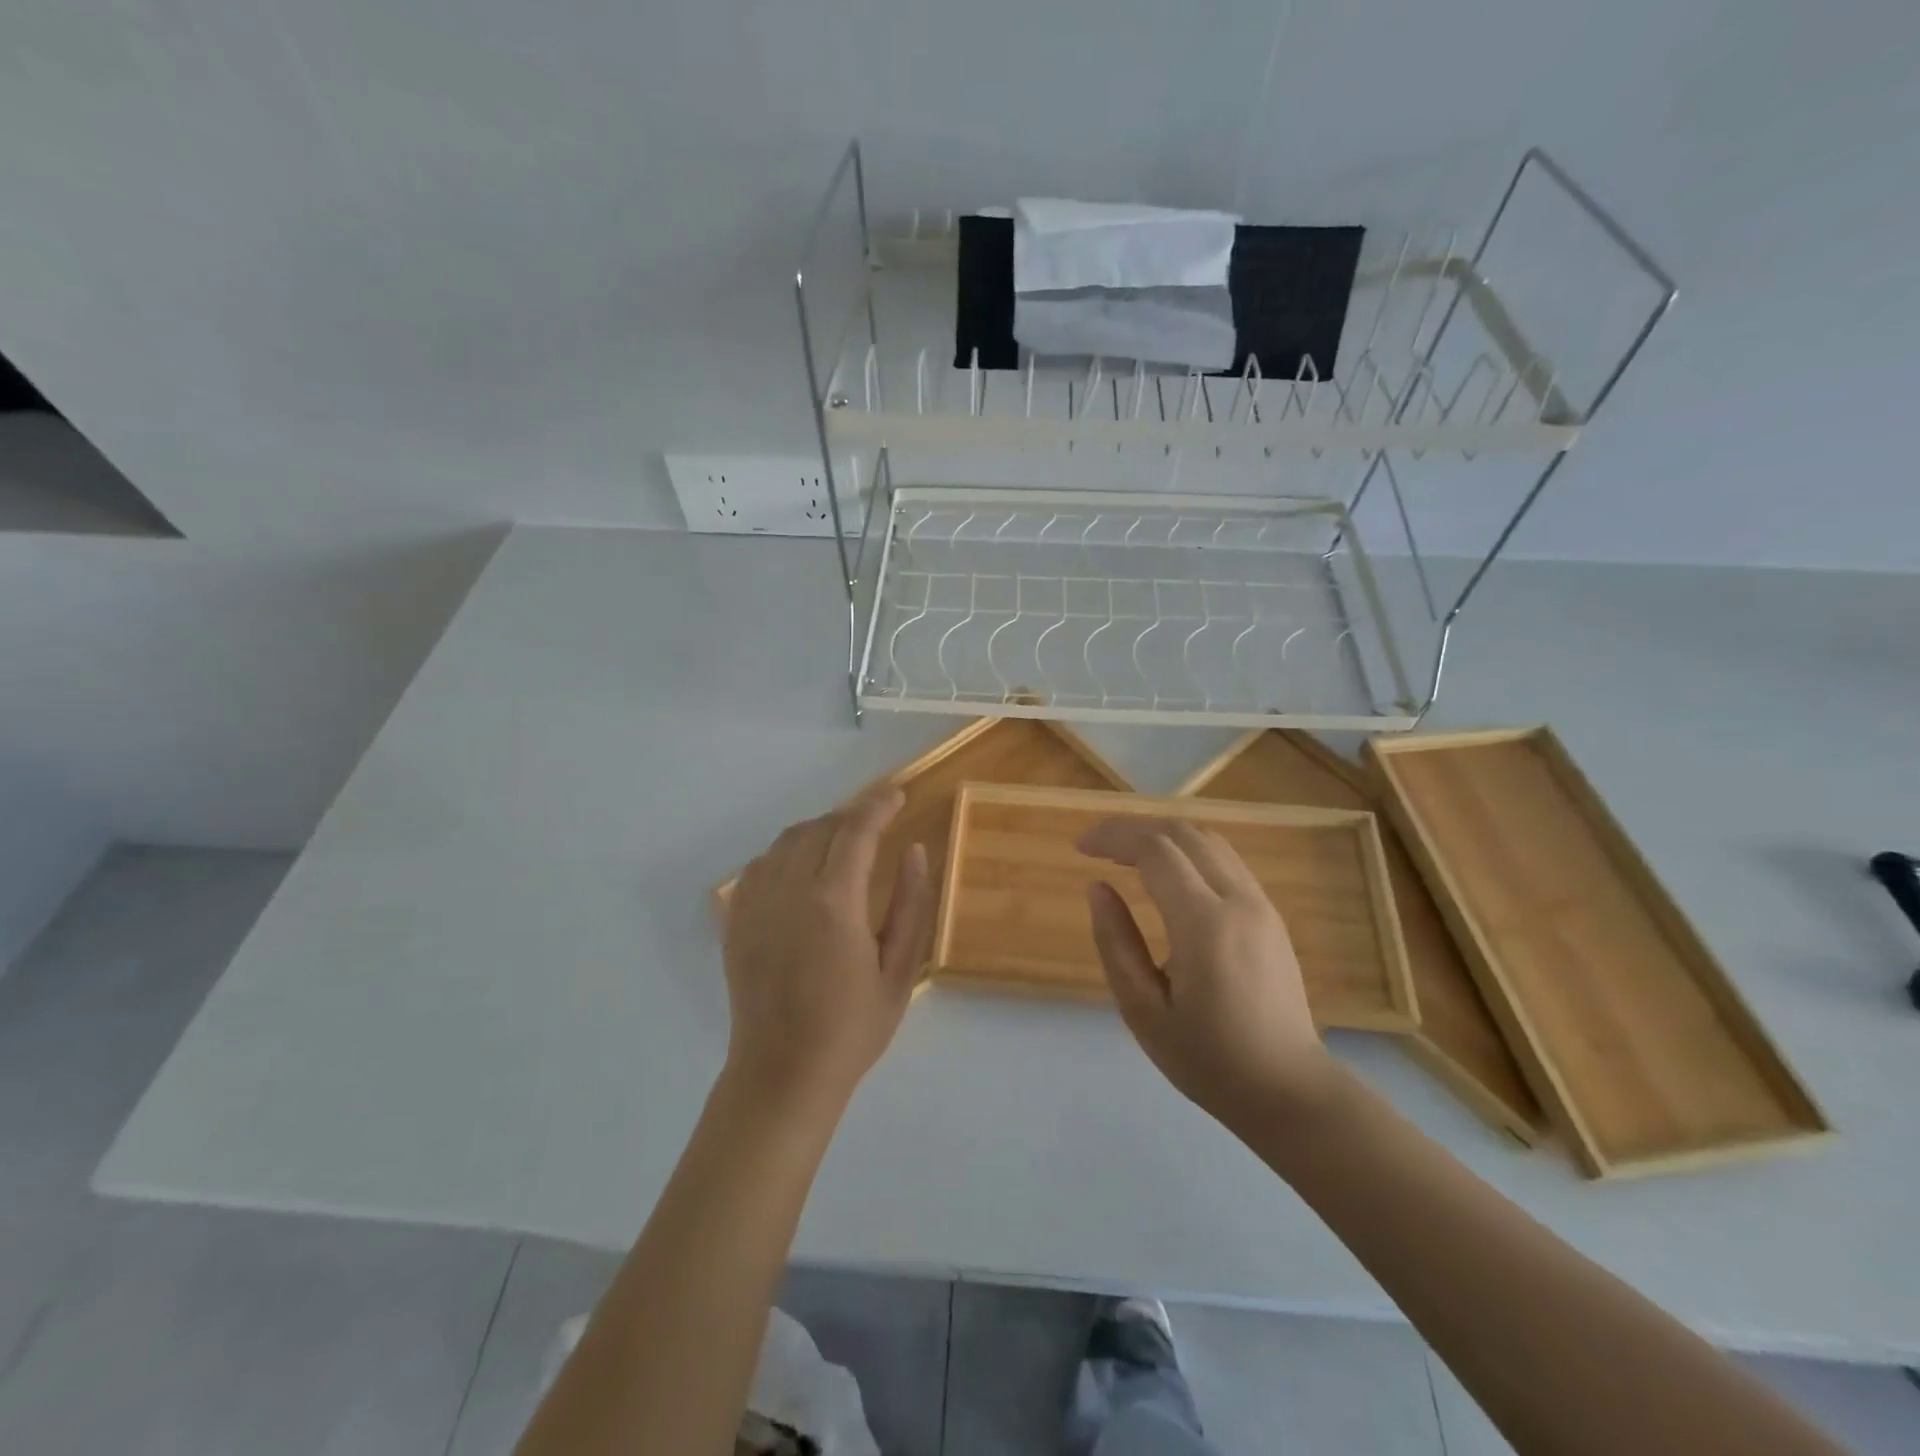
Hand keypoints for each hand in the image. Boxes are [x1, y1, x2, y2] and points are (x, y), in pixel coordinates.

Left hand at [723, 786, 934, 1107]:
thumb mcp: (899, 970)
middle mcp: (790, 891)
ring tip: (843, 841)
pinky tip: (802, 868)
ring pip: (787, 840)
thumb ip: (910, 904)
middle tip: (876, 822)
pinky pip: (760, 865)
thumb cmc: (852, 1028)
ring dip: (819, 829)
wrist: (783, 1073)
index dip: (878, 805)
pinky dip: (785, 853)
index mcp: (834, 902)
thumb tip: (914, 850)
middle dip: (852, 816)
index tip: (896, 795)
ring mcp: (756, 904)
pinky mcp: (736, 920)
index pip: (856, 830)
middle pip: (821, 827)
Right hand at [1078, 819, 1338, 1122]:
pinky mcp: (1269, 914)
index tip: (1079, 847)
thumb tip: (1097, 887)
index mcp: (1204, 924)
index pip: (1154, 850)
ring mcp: (1260, 904)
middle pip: (1182, 833)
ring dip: (1162, 835)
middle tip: (1097, 846)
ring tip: (1125, 854)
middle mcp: (1238, 900)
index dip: (1113, 837)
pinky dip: (1187, 851)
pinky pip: (1225, 860)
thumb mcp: (1143, 1011)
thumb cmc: (1208, 1059)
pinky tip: (1165, 874)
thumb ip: (1116, 943)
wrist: (1289, 1090)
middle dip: (1134, 828)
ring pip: (1208, 840)